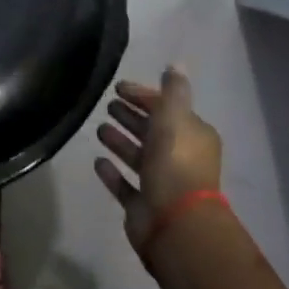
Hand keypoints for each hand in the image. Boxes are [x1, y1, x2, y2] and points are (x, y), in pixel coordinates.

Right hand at [93, 66, 225, 254]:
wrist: (176, 223)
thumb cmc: (175, 163)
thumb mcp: (175, 117)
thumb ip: (173, 91)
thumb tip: (176, 64)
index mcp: (192, 136)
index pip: (166, 108)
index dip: (144, 96)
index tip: (118, 87)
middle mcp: (179, 158)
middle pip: (152, 131)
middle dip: (131, 116)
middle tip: (107, 104)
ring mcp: (161, 184)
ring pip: (138, 156)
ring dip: (120, 141)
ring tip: (98, 128)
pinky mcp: (143, 206)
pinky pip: (125, 185)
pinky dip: (112, 173)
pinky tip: (97, 161)